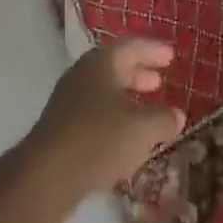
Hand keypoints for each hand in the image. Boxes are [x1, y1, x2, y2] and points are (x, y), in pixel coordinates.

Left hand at [7, 39, 187, 222]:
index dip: (153, 50)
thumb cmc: (98, 140)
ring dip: (127, 97)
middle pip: (115, 67)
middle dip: (139, 73)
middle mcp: (82, 75)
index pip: (131, 46)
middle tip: (160, 80)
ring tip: (147, 109)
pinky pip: (94, 114)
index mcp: (101, 63)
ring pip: (104, 92)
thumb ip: (163, 119)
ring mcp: (68, 102)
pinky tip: (126, 138)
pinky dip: (114, 118)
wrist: (46, 176)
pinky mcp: (62, 128)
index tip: (171, 56)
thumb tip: (177, 114)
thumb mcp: (142, 129)